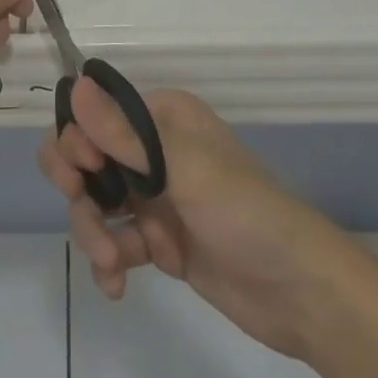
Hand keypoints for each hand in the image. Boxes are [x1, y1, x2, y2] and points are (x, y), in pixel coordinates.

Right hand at [39, 83, 341, 360]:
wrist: (302, 293)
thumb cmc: (244, 212)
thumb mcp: (184, 168)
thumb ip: (124, 134)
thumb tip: (75, 85)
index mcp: (161, 117)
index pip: (97, 114)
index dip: (77, 141)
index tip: (80, 174)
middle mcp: (154, 149)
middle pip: (88, 158)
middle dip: (79, 190)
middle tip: (85, 214)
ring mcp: (156, 197)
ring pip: (96, 203)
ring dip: (94, 232)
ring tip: (111, 263)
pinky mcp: (160, 240)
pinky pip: (115, 241)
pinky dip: (109, 261)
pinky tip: (115, 285)